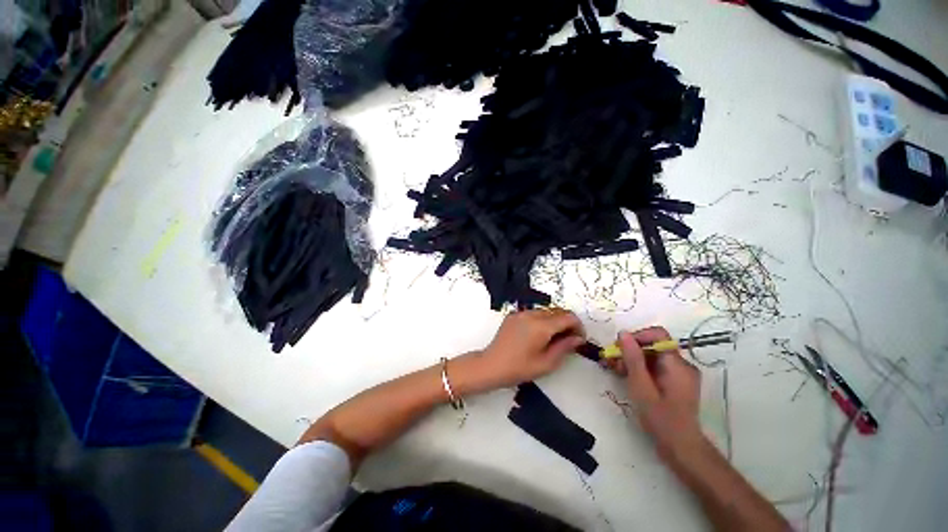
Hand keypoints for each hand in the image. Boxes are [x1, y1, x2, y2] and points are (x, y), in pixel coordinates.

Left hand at [473, 309, 585, 389]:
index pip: (568, 317)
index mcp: (541, 326)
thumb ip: (565, 347)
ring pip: (545, 311)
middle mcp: (531, 314)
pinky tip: (538, 335)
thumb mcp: (546, 363)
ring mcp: (520, 313)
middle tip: (568, 340)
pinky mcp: (513, 315)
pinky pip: (533, 313)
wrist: (491, 365)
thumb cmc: (519, 368)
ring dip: (554, 321)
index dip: (578, 326)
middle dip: (567, 323)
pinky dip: (541, 320)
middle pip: (557, 311)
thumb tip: (578, 338)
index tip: (579, 339)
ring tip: (553, 339)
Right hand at [606, 327, 703, 457]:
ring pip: (652, 356)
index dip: (637, 337)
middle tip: (612, 361)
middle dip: (630, 350)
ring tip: (615, 370)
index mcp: (677, 364)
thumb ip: (632, 358)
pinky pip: (656, 366)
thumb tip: (623, 333)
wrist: (681, 448)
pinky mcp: (675, 382)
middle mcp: (681, 365)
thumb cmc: (660, 418)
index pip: (657, 335)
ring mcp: (680, 374)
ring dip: (632, 359)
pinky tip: (626, 376)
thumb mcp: (641, 387)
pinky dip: (640, 368)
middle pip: (653, 345)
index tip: (619, 348)